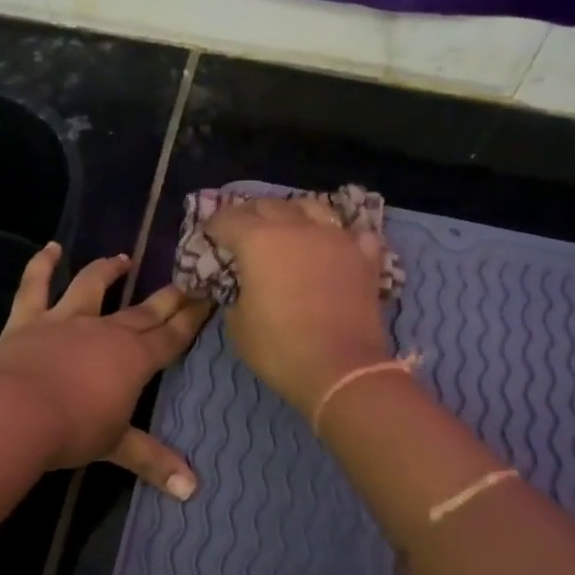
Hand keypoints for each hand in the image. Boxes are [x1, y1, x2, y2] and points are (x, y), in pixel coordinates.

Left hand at [0, 244, 211, 497]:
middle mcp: (107, 330)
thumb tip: (193, 491)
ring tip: (122, 259)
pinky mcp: (29, 318)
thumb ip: (155, 461)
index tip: (208, 296)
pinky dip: (42, 264)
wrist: (17, 414)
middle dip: (167, 296)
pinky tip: (50, 249)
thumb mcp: (117, 446)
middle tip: (185, 279)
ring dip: (108, 270)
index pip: (172, 335)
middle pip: (143, 310)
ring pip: (93, 286)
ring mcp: (67, 319)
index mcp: (135, 358)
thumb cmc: (74, 430)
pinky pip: (35, 285)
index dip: (191, 318)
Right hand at [204, 197, 391, 412]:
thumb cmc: (280, 349)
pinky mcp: (364, 256)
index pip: (228, 218)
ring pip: (312, 207)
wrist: (342, 370)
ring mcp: (335, 238)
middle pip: (269, 205)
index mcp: (258, 241)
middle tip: (243, 231)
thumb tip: (244, 286)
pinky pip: (352, 233)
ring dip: (294, 213)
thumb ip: (236, 294)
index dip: (215, 225)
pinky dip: (340, 235)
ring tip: (288, 227)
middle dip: (251, 214)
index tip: (210, 235)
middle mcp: (297, 228)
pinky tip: (335, 245)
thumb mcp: (238, 325)